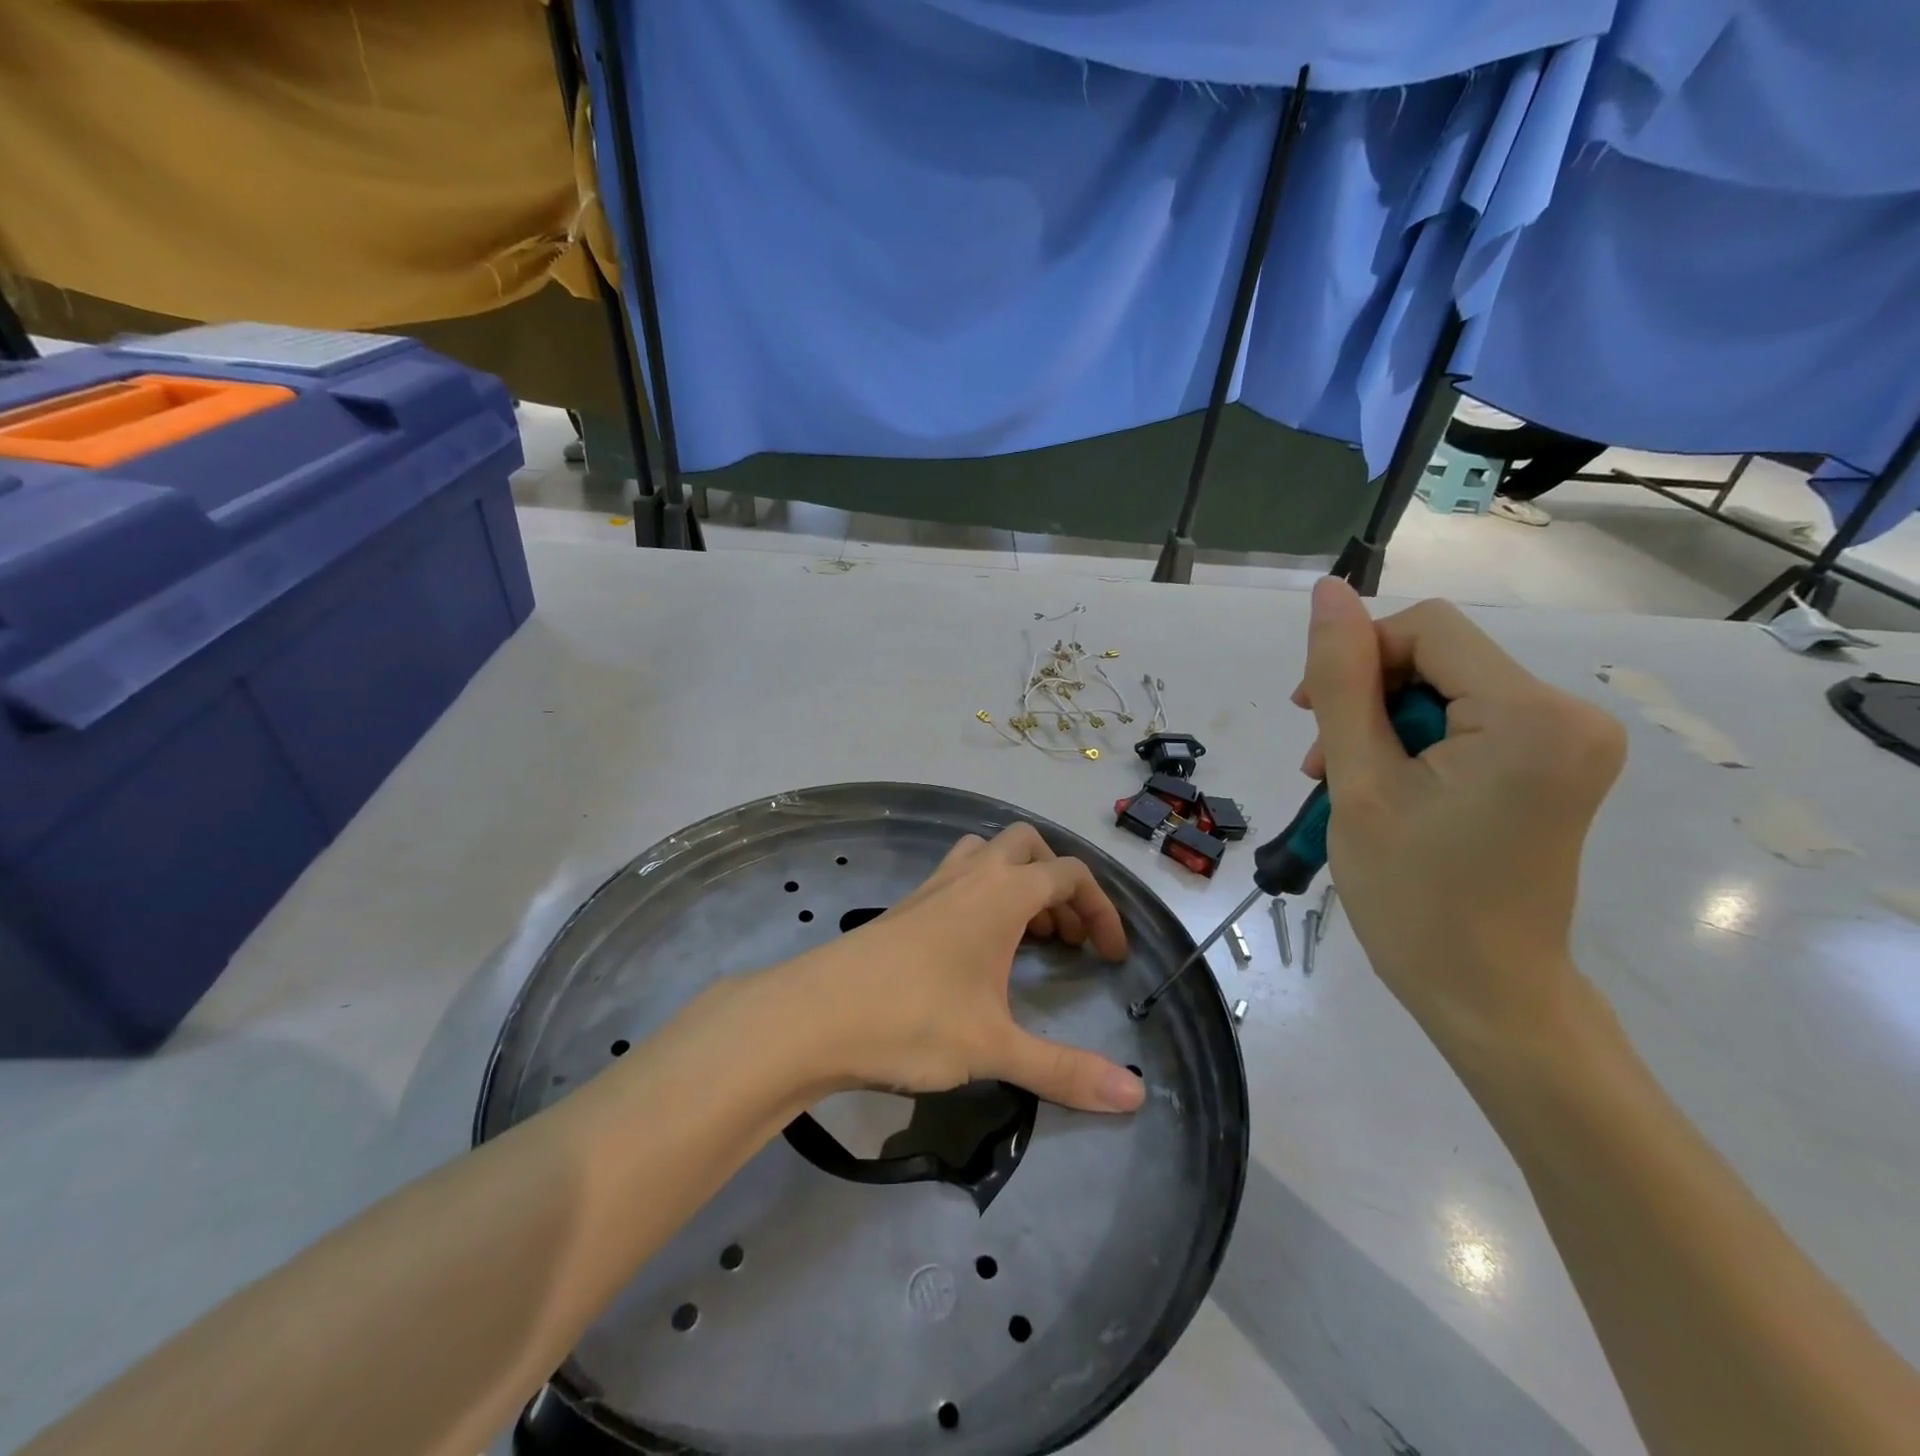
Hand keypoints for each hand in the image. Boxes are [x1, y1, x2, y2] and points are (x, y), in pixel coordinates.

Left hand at [769, 824, 1146, 1113]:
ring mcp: (933, 885)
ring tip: (1027, 937)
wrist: (815, 1015)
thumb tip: (1136, 1097)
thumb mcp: (995, 1049)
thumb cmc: (914, 1020)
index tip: (1110, 956)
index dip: (1102, 910)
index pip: (1070, 875)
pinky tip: (976, 948)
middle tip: (1066, 936)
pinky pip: (959, 877)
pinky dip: (983, 895)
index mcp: (1003, 893)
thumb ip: (1066, 1071)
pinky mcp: (906, 905)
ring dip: (1017, 882)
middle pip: (1029, 847)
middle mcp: (971, 875)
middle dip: (1059, 883)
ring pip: (988, 854)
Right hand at [1294, 579, 1625, 1055]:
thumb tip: (1328, 592)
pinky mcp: (1555, 765)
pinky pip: (1468, 721)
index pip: (1428, 628)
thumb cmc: (1414, 897)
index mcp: (1533, 716)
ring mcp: (1570, 742)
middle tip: (1322, 765)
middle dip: (1367, 697)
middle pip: (1439, 657)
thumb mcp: (1359, 782)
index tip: (1311, 718)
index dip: (1357, 658)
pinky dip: (1414, 744)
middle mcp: (1571, 714)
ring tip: (1344, 782)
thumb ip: (1341, 681)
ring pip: (1445, 689)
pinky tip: (1385, 786)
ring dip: (1382, 724)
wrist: (1485, 995)